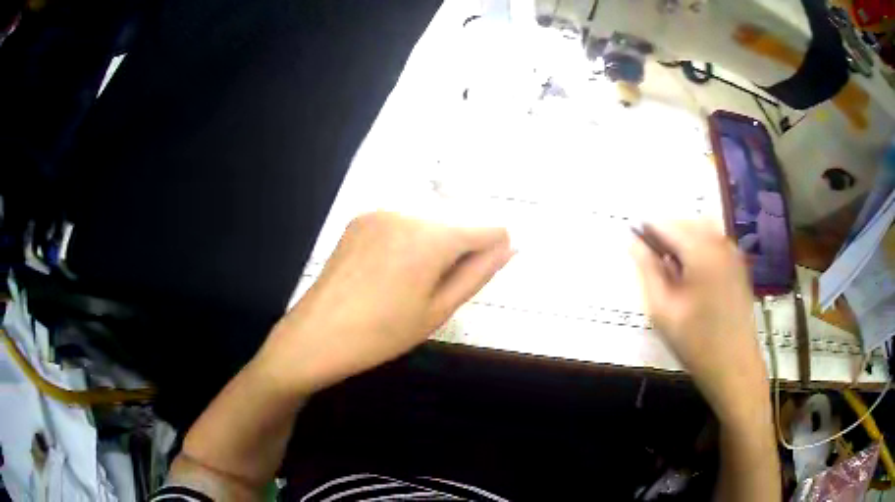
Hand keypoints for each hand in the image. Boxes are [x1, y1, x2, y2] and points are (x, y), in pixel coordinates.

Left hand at [256, 212, 512, 393]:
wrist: (316, 335)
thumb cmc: (382, 333)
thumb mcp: (438, 310)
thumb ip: (479, 273)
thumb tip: (510, 247)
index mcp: (431, 235)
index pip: (489, 227)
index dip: (492, 253)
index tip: (473, 279)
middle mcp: (407, 210)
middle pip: (458, 221)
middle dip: (460, 250)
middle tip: (434, 290)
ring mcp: (380, 210)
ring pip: (431, 220)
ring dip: (435, 245)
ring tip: (408, 283)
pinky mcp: (361, 218)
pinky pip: (402, 221)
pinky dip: (409, 240)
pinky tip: (389, 271)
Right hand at [631, 221, 767, 423]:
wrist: (734, 366)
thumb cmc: (695, 342)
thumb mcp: (662, 310)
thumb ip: (647, 271)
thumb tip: (633, 243)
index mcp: (701, 252)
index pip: (666, 224)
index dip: (645, 230)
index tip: (632, 243)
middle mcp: (720, 243)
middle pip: (685, 222)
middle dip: (665, 234)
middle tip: (651, 261)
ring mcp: (732, 253)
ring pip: (700, 229)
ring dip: (682, 239)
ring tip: (670, 268)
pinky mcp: (739, 264)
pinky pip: (713, 241)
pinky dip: (698, 247)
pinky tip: (691, 274)